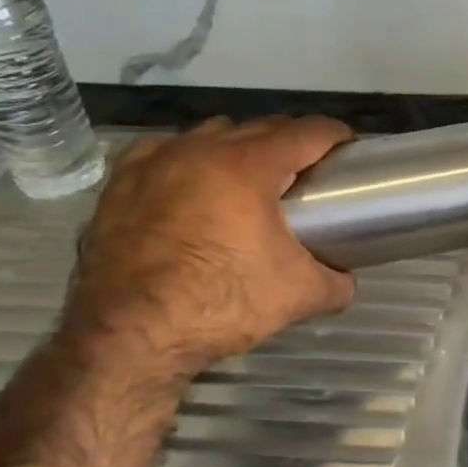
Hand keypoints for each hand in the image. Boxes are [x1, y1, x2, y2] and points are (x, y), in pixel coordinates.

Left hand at [60, 116, 356, 373]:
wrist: (127, 339)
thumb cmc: (220, 304)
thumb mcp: (298, 296)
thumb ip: (337, 282)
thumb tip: (347, 280)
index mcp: (249, 166)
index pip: (307, 132)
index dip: (336, 135)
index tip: (349, 147)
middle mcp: (201, 151)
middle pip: (260, 127)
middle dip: (290, 141)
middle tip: (307, 170)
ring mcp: (154, 164)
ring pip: (209, 134)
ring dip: (236, 146)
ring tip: (248, 178)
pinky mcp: (118, 186)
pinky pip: (161, 153)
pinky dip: (184, 159)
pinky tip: (189, 185)